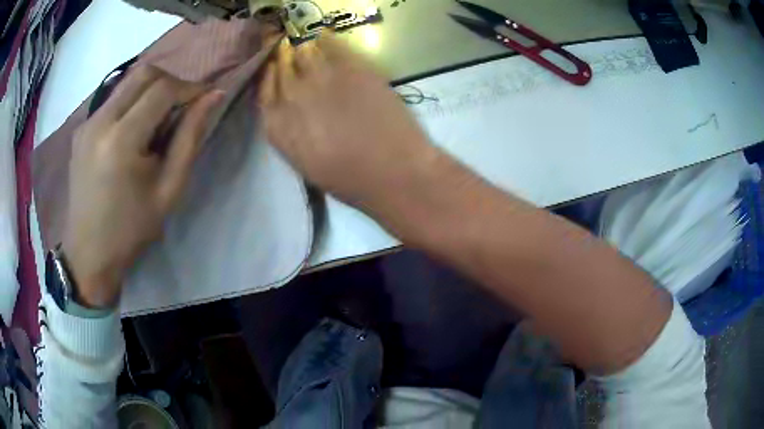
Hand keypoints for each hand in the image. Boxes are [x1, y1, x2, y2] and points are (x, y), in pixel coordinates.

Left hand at [63, 65, 222, 307]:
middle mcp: (100, 121)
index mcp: (121, 140)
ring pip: (127, 82)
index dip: (190, 88)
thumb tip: (214, 96)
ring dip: (150, 90)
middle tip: (182, 105)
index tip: (204, 100)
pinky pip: (112, 100)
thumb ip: (190, 137)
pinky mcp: (81, 129)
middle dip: (170, 81)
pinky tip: (134, 130)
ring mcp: (87, 123)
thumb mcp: (169, 188)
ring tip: (159, 119)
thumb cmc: (131, 228)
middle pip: (143, 74)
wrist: (89, 252)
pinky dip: (131, 102)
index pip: (162, 89)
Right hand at [258, 36, 445, 214]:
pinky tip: (326, 40)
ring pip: (305, 52)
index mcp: (278, 128)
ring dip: (306, 51)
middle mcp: (292, 97)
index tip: (275, 69)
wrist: (395, 172)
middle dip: (286, 60)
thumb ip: (293, 133)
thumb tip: (293, 109)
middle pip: (283, 67)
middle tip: (292, 55)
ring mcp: (321, 78)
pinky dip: (327, 40)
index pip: (265, 90)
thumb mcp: (307, 164)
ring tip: (312, 51)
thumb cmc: (352, 181)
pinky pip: (331, 44)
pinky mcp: (351, 67)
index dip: (270, 77)